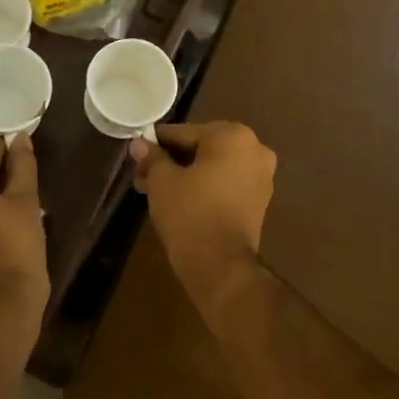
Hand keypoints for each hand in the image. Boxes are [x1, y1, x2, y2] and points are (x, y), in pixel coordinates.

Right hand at [129, 121, 275, 310]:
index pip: (185, 133)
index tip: (138, 153)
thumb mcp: (162, 181)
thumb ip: (152, 157)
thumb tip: (139, 144)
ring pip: (213, 167)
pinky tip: (179, 199)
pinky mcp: (260, 200)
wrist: (221, 265)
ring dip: (185, 174)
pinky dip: (205, 186)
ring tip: (155, 191)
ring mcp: (261, 176)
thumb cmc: (190, 213)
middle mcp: (254, 149)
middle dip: (171, 161)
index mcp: (232, 136)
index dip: (157, 143)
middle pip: (201, 148)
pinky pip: (226, 183)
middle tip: (143, 176)